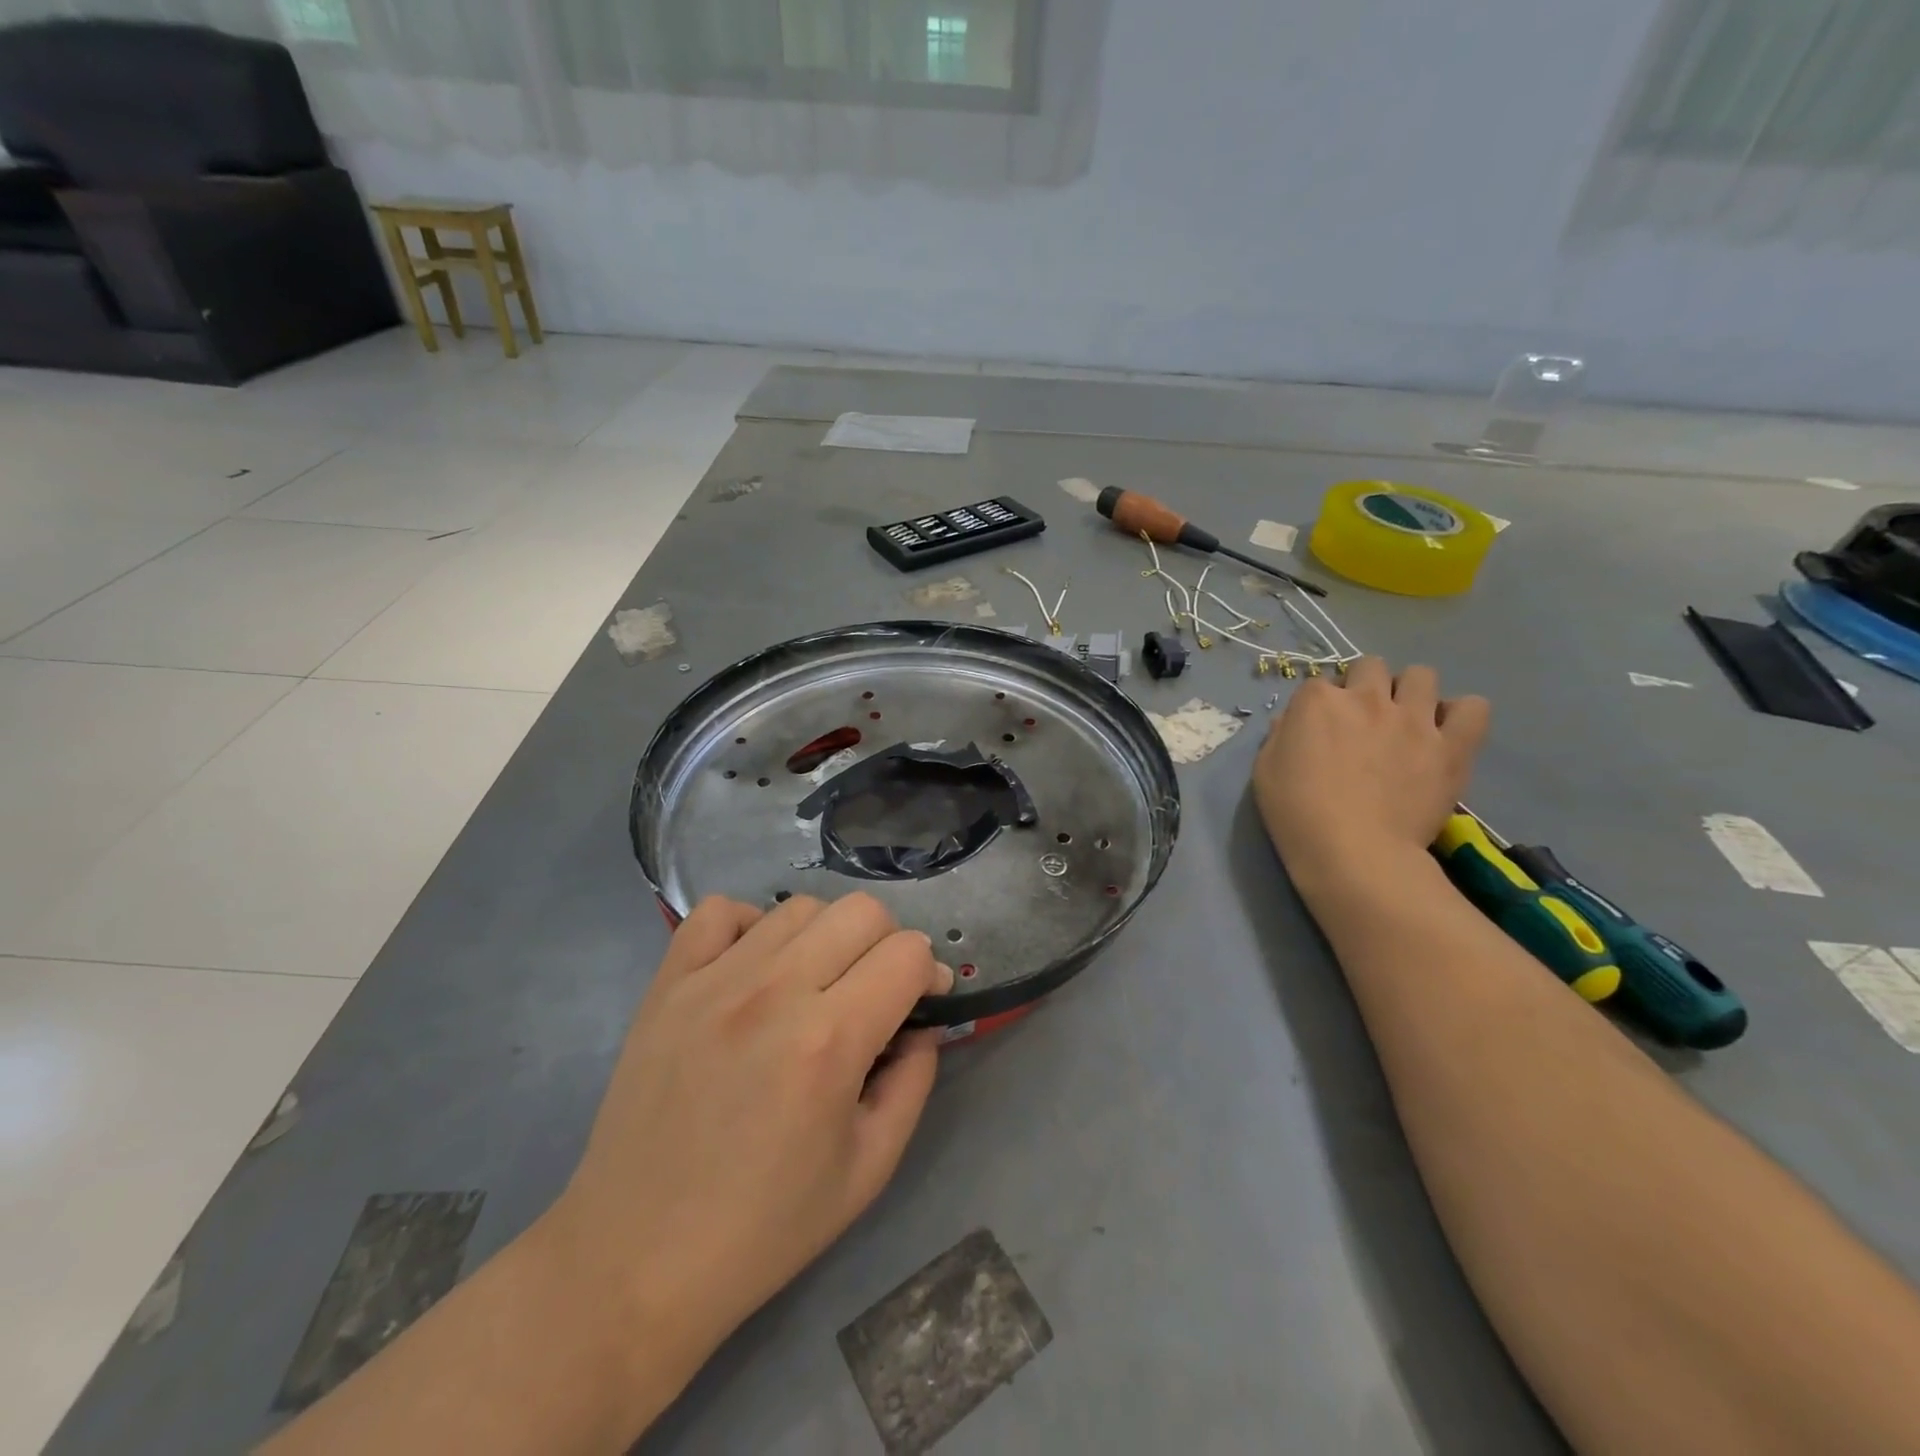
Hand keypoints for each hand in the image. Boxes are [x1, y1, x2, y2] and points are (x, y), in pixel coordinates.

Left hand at [543, 892, 951, 1375]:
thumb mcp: (869, 1169)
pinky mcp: (668, 983)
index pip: (907, 953)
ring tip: (814, 983)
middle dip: (887, 945)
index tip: (921, 1002)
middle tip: (874, 992)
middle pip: (862, 912)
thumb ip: (914, 1081)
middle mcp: (775, 992)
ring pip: (799, 907)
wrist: (636, 1258)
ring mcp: (714, 980)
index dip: (929, 972)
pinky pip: (719, 911)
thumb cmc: (763, 1227)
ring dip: (826, 937)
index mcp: (830, 1041)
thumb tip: (923, 1024)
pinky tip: (754, 967)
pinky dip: (750, 925)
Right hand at [1253, 657, 1490, 886]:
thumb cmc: (1297, 814)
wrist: (1353, 853)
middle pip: (1370, 666)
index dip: (1320, 706)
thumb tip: (1292, 721)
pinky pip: (1473, 708)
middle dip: (1365, 686)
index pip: (1318, 684)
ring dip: (1410, 693)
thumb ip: (1279, 737)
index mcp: (1317, 701)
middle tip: (1363, 721)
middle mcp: (1366, 698)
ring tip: (1406, 723)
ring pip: (1421, 675)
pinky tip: (1445, 734)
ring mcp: (1414, 718)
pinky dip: (1460, 715)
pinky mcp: (1452, 745)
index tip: (1320, 730)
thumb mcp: (1264, 772)